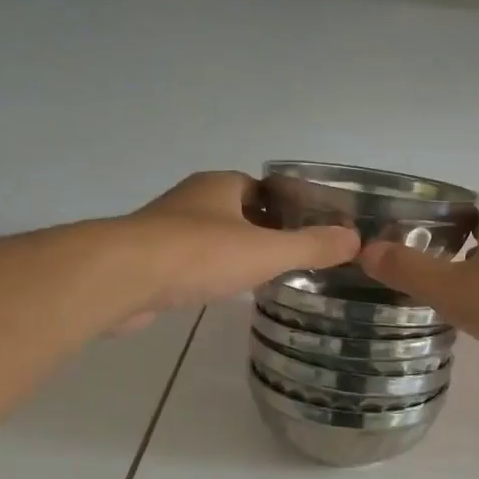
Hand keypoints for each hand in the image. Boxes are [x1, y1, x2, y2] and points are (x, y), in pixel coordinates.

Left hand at [115, 172, 358, 329]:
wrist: (123, 277)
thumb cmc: (199, 254)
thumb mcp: (267, 251)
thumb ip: (311, 246)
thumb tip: (355, 239)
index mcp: (220, 185)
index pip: (262, 188)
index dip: (287, 206)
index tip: (309, 231)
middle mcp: (192, 200)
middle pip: (236, 211)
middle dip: (261, 231)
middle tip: (291, 259)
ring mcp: (165, 229)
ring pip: (210, 237)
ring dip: (232, 253)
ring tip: (261, 278)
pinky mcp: (147, 260)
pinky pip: (188, 262)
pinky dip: (207, 273)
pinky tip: (219, 292)